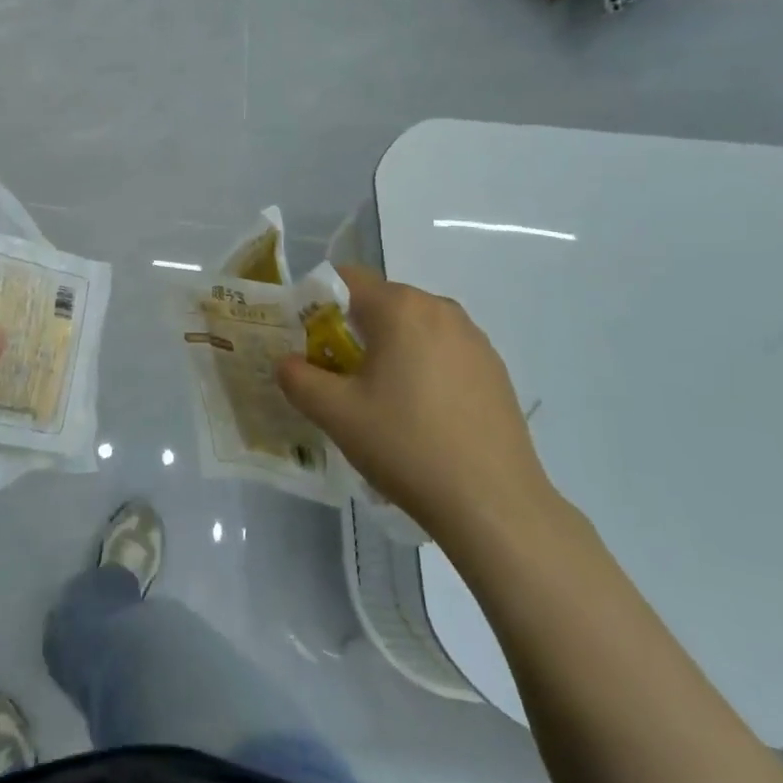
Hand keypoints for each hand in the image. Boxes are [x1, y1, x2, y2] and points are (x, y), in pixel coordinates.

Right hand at [277, 266, 556, 554]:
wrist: (493, 503)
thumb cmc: (406, 445)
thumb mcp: (335, 414)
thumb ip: (298, 378)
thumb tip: (288, 363)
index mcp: (400, 308)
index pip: (346, 279)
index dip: (317, 302)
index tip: (306, 340)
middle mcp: (440, 309)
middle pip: (381, 302)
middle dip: (351, 328)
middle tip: (335, 374)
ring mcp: (474, 338)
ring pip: (413, 327)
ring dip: (388, 348)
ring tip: (378, 397)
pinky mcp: (494, 368)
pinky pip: (443, 350)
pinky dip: (421, 366)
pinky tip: (420, 413)